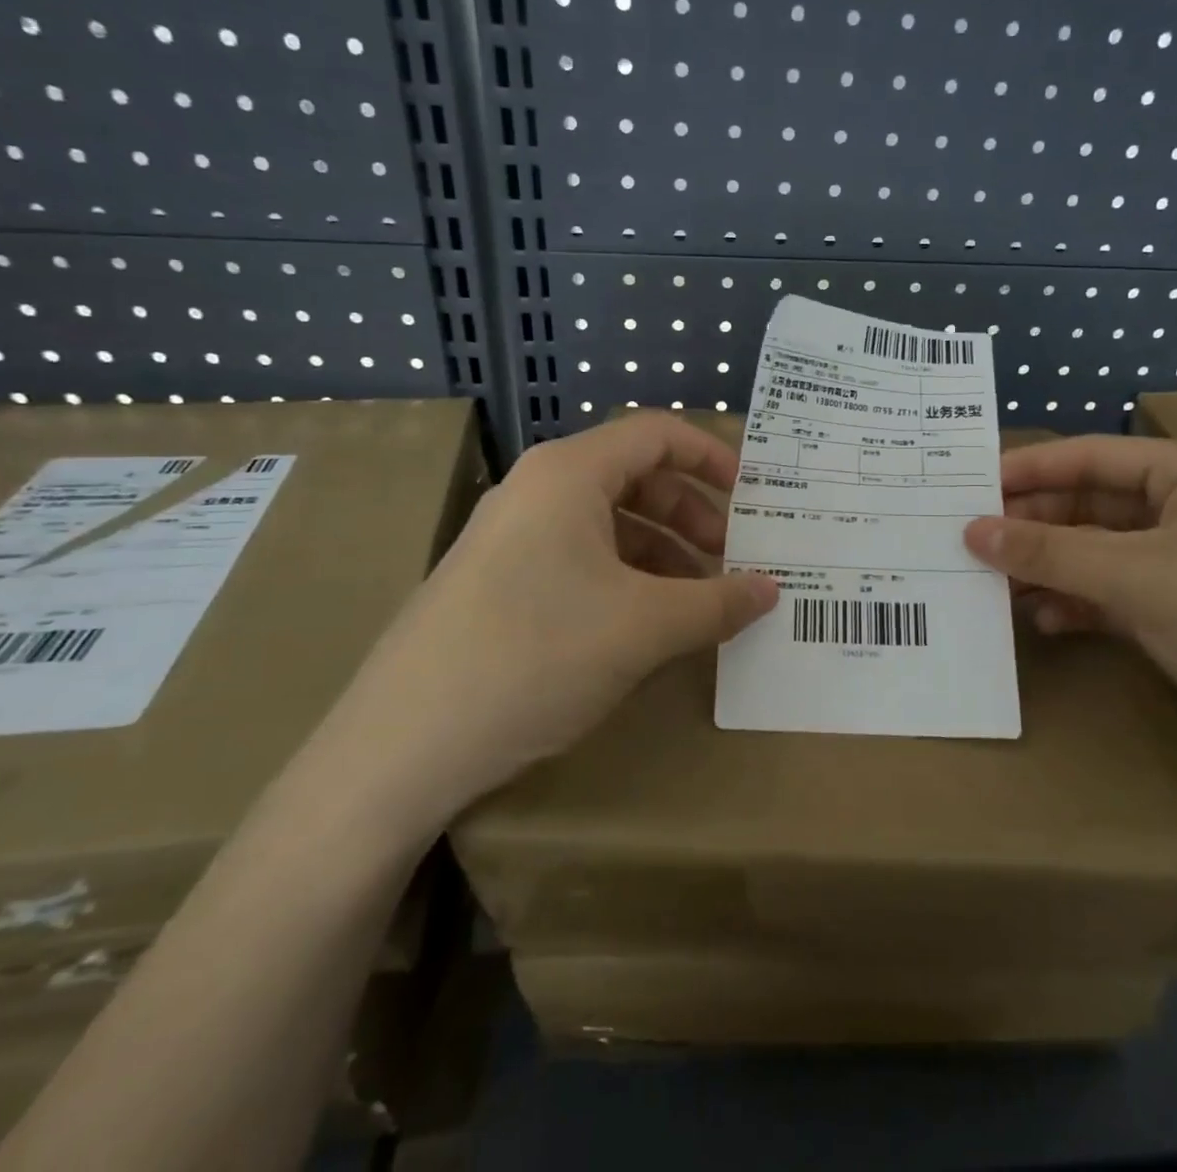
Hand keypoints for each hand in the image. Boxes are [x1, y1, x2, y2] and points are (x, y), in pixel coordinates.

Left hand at [315, 413, 778, 842]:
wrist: (404, 743)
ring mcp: (510, 536)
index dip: (711, 457)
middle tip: (730, 558)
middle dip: (690, 513)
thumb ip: (717, 602)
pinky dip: (623, 577)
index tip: (752, 496)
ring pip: (605, 521)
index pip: (655, 434)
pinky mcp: (496, 580)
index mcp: (569, 474)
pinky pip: (576, 557)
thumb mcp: (643, 627)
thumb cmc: (537, 654)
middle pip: (633, 476)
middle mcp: (536, 490)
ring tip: (696, 601)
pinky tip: (644, 623)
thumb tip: (771, 590)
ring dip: (660, 551)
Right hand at [962, 434, 1176, 770]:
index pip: (1093, 456)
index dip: (1028, 469)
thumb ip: (1050, 552)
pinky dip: (1082, 601)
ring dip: (1053, 566)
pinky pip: (1120, 589)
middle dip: (1035, 526)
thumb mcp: (1137, 580)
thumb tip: (972, 531)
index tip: (968, 486)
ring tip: (995, 582)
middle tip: (972, 541)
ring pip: (1103, 550)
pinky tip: (1045, 618)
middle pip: (1094, 504)